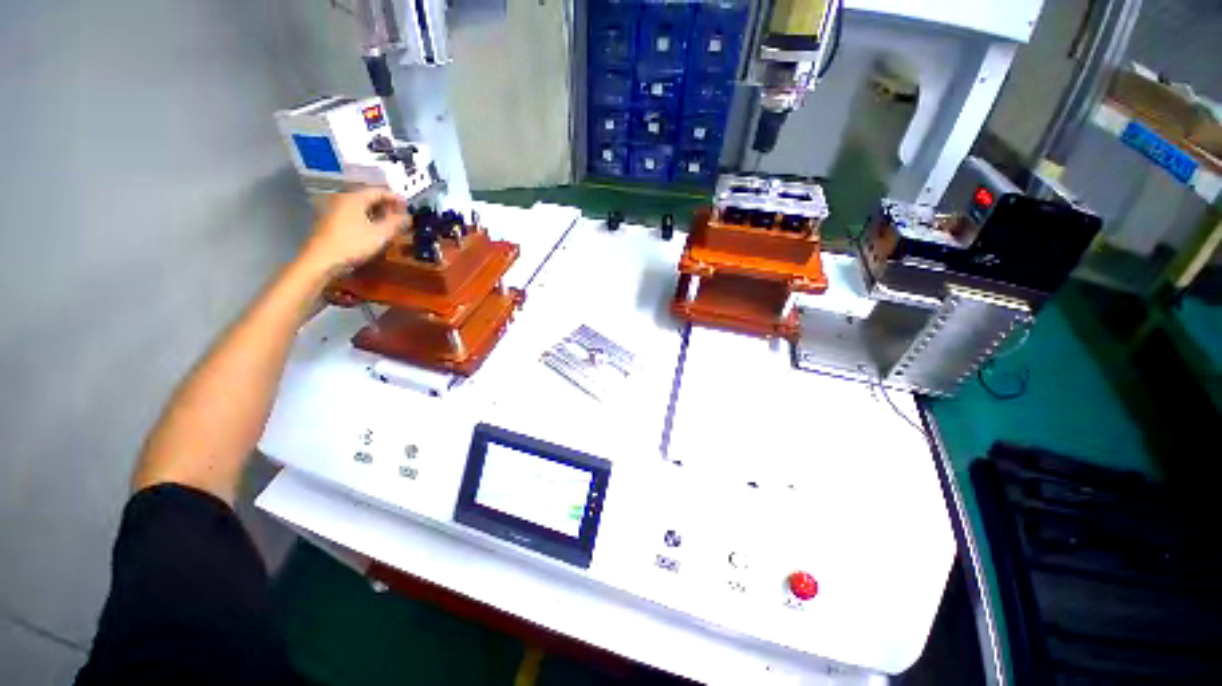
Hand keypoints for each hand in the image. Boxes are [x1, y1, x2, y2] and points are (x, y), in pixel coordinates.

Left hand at [300, 188, 407, 276]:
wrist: (323, 259)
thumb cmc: (353, 243)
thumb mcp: (380, 234)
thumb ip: (396, 223)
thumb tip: (408, 217)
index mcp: (355, 198)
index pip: (378, 191)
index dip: (394, 197)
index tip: (408, 204)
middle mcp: (343, 199)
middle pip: (368, 198)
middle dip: (386, 205)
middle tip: (400, 215)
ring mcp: (335, 210)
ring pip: (361, 207)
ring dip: (377, 213)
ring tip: (391, 223)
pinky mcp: (331, 222)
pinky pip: (354, 215)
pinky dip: (367, 219)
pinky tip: (375, 229)